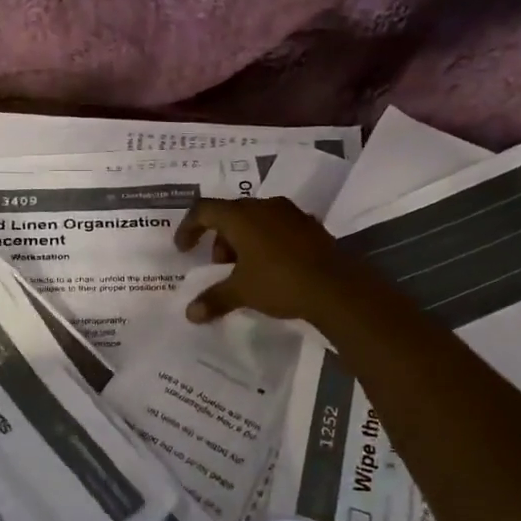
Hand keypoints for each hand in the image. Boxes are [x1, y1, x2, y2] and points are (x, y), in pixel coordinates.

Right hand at [175, 196, 353, 324]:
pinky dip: (266, 242)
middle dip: (220, 239)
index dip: (189, 227)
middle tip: (220, 265)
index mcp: (241, 216)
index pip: (204, 210)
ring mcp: (290, 213)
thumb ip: (213, 299)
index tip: (184, 249)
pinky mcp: (310, 225)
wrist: (336, 287)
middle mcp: (264, 206)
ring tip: (246, 269)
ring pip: (256, 219)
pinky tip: (272, 266)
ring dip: (243, 240)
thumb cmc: (279, 282)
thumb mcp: (242, 292)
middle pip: (231, 214)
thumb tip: (190, 314)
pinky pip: (278, 227)